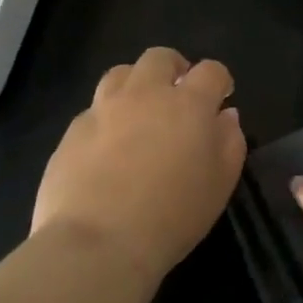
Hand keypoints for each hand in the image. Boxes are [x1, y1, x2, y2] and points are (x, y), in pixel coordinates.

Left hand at [33, 47, 244, 283]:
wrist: (97, 244)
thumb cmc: (173, 215)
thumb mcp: (221, 183)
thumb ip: (230, 142)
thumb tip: (226, 116)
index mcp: (188, 104)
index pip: (210, 71)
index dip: (220, 80)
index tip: (222, 97)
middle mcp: (145, 95)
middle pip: (159, 58)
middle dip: (174, 68)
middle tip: (178, 94)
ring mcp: (103, 110)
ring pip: (120, 74)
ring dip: (135, 84)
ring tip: (140, 112)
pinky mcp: (72, 133)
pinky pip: (93, 111)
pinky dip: (107, 118)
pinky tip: (108, 148)